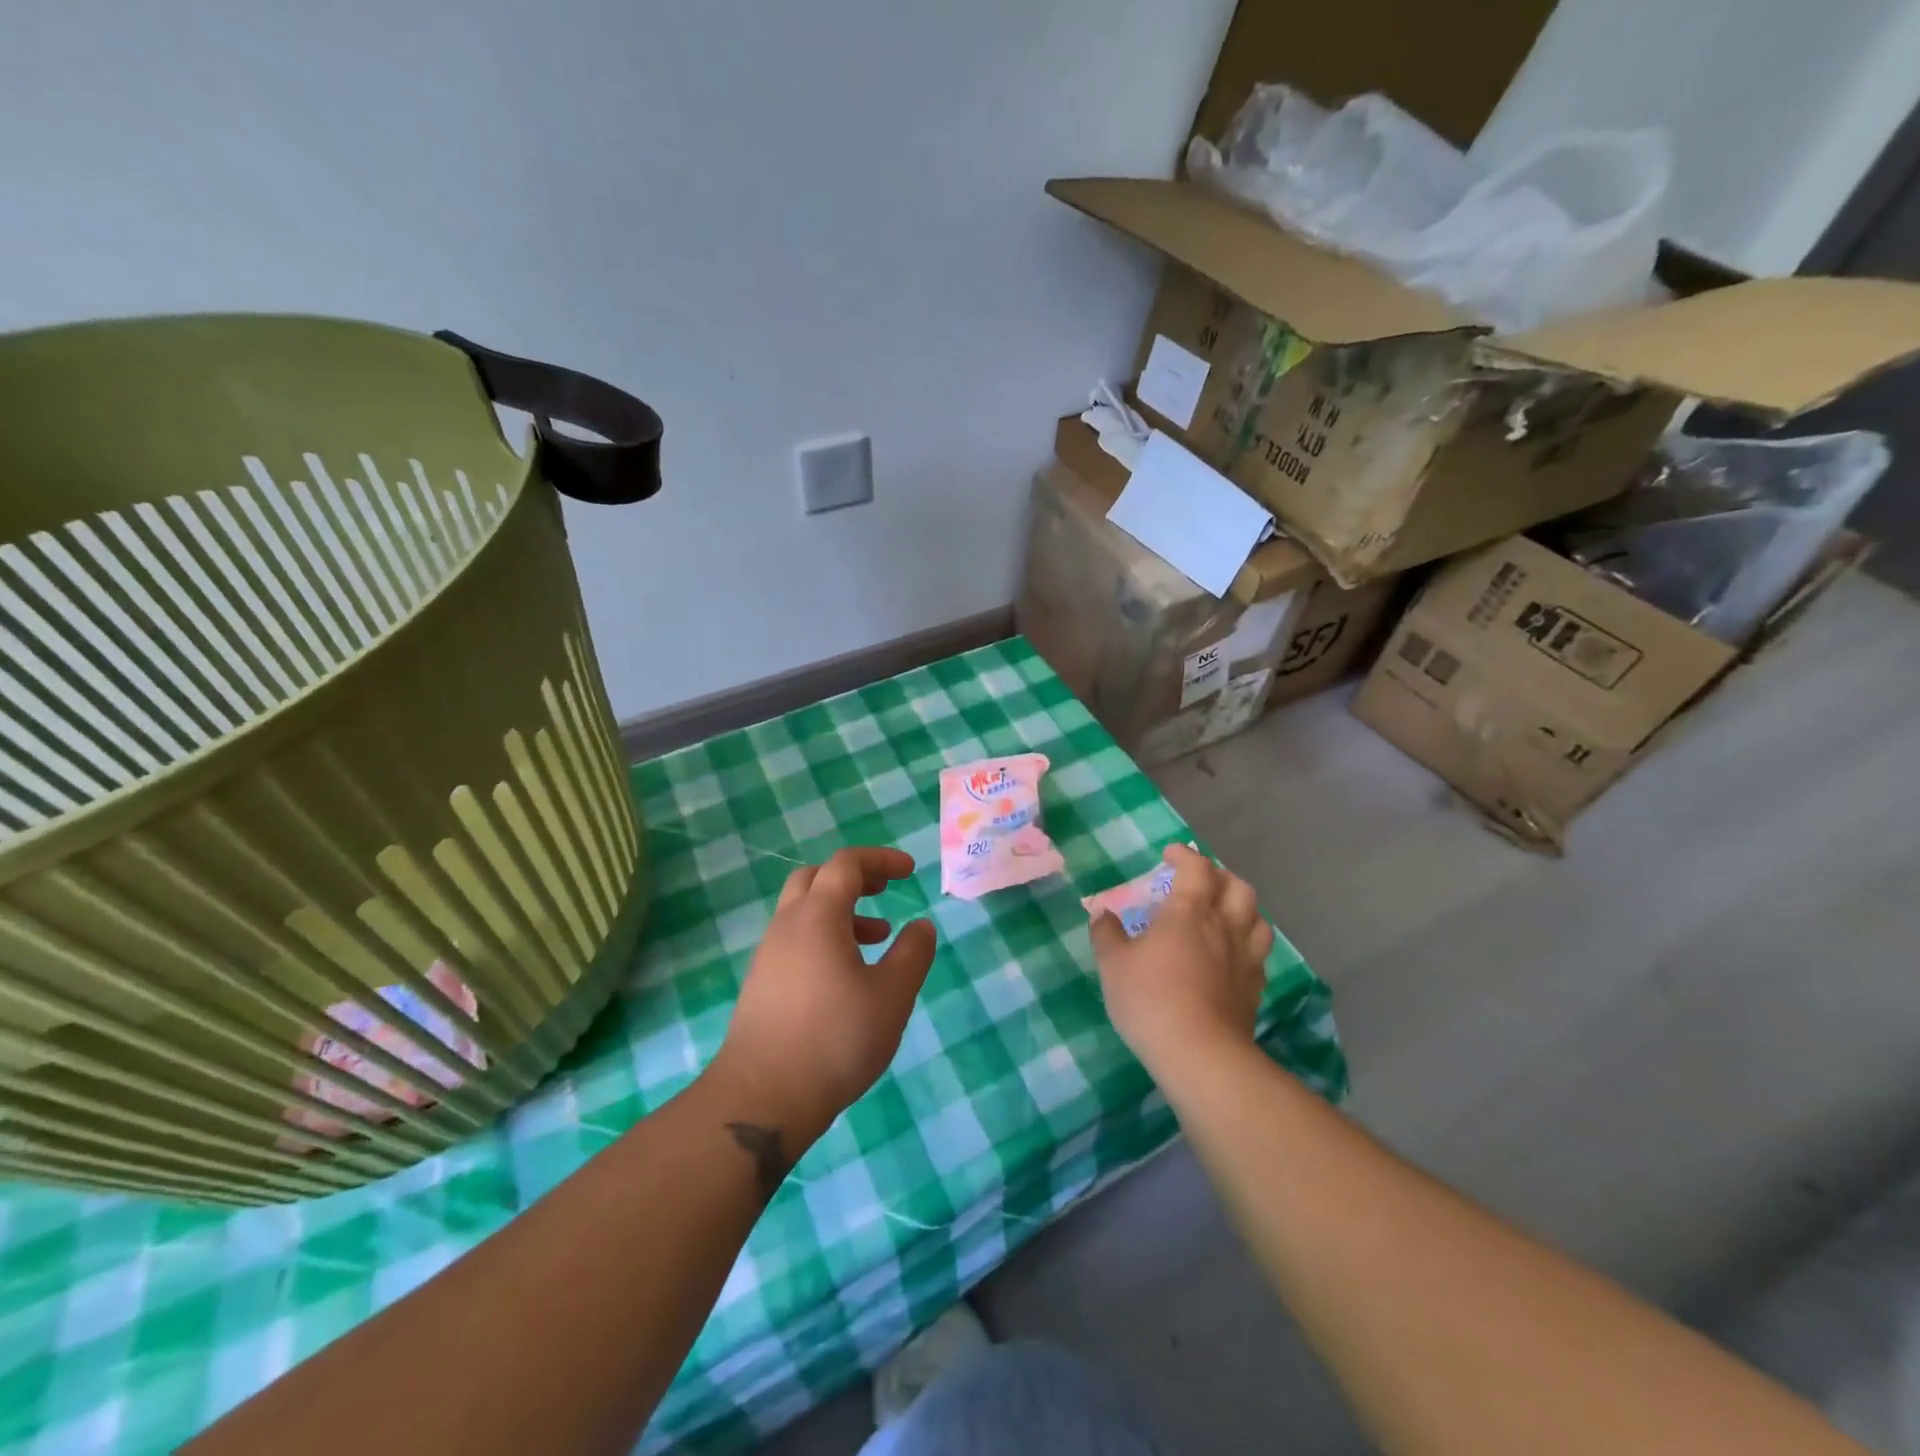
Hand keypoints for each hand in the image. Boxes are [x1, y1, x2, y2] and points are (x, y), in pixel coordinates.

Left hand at [709, 847, 935, 1146]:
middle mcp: (787, 926)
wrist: (762, 1098)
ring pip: (804, 911)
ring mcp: (768, 955)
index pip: (846, 864)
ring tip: (878, 938)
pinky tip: (846, 975)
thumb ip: (912, 954)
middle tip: (885, 890)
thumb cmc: (835, 1039)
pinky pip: (795, 939)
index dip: (881, 860)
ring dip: (841, 911)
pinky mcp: (761, 983)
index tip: (910, 872)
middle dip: (855, 877)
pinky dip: (825, 936)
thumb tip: (921, 925)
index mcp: (818, 916)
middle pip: (817, 878)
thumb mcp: (892, 996)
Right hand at [1089, 844, 1271, 1084]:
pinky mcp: (1254, 988)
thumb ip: (1107, 934)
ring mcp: (1244, 958)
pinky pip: (1258, 953)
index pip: (1197, 868)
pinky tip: (1232, 954)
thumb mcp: (1114, 964)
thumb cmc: (1150, 999)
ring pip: (1257, 917)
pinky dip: (1246, 942)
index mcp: (1189, 912)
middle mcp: (1223, 926)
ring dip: (1241, 906)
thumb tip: (1102, 914)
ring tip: (1223, 912)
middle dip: (1219, 876)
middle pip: (1237, 887)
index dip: (1185, 856)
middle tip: (1199, 881)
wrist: (1199, 1054)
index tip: (1170, 855)